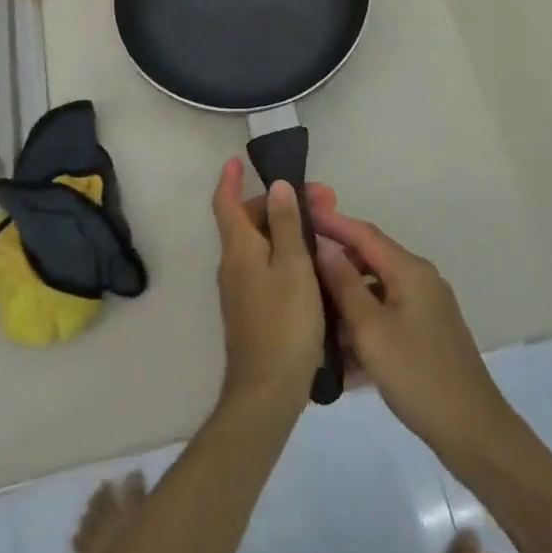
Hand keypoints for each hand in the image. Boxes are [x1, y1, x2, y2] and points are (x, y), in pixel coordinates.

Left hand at [212, 158, 329, 414]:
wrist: (267, 392)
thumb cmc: (284, 323)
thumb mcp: (293, 266)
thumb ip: (285, 224)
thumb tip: (277, 186)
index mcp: (239, 249)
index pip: (226, 203)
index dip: (230, 179)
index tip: (238, 159)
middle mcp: (234, 264)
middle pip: (251, 221)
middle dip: (282, 203)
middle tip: (325, 199)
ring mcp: (242, 289)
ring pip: (262, 244)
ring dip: (289, 228)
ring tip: (325, 227)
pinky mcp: (254, 309)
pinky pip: (267, 265)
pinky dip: (287, 252)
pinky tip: (315, 262)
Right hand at [312, 209, 518, 467]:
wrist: (472, 431)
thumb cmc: (418, 375)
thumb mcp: (372, 330)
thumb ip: (345, 285)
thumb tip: (324, 246)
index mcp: (410, 270)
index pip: (364, 233)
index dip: (332, 221)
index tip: (302, 212)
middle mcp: (420, 280)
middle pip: (370, 260)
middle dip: (335, 264)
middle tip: (297, 267)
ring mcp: (425, 308)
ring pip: (376, 292)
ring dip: (346, 301)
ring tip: (310, 311)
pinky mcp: (426, 334)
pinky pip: (386, 317)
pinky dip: (363, 326)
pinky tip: (337, 351)